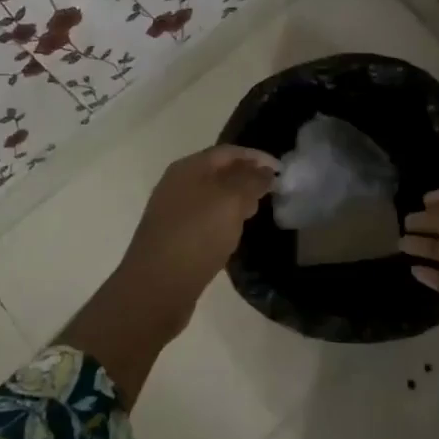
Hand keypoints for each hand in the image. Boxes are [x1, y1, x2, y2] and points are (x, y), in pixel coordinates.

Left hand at [114, 145, 278, 309]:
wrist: (156, 286)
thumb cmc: (197, 235)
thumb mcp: (231, 201)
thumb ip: (251, 180)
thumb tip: (264, 170)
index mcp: (188, 168)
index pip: (227, 152)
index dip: (256, 157)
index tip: (281, 170)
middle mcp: (177, 184)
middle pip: (218, 172)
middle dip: (246, 177)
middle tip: (271, 192)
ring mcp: (172, 211)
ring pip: (211, 196)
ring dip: (235, 199)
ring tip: (255, 212)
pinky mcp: (173, 237)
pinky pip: (204, 218)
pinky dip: (223, 219)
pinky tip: (233, 233)